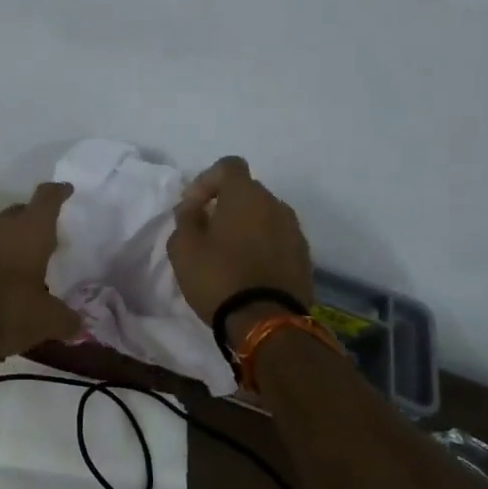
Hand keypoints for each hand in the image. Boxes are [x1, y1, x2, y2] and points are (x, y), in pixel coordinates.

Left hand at [0, 182, 81, 356]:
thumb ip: (66, 319)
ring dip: (15, 240)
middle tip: (51, 233)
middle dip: (35, 219)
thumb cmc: (8, 307)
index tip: (66, 189)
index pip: (47, 198)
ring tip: (30, 258)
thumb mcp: (47, 319)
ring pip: (2, 230)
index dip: (59, 192)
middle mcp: (3, 226)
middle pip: (22, 211)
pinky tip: (6, 277)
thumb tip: (77, 325)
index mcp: (31, 229)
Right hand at [167, 157, 314, 329]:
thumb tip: (193, 207)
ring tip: (226, 254)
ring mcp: (295, 231)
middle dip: (225, 205)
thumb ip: (185, 218)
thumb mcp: (183, 247)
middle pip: (247, 192)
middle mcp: (276, 205)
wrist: (267, 322)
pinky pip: (277, 239)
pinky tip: (246, 271)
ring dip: (244, 227)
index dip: (206, 180)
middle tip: (205, 232)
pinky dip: (261, 246)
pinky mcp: (304, 257)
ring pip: (264, 216)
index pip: (228, 166)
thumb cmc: (218, 277)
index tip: (193, 207)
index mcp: (246, 196)